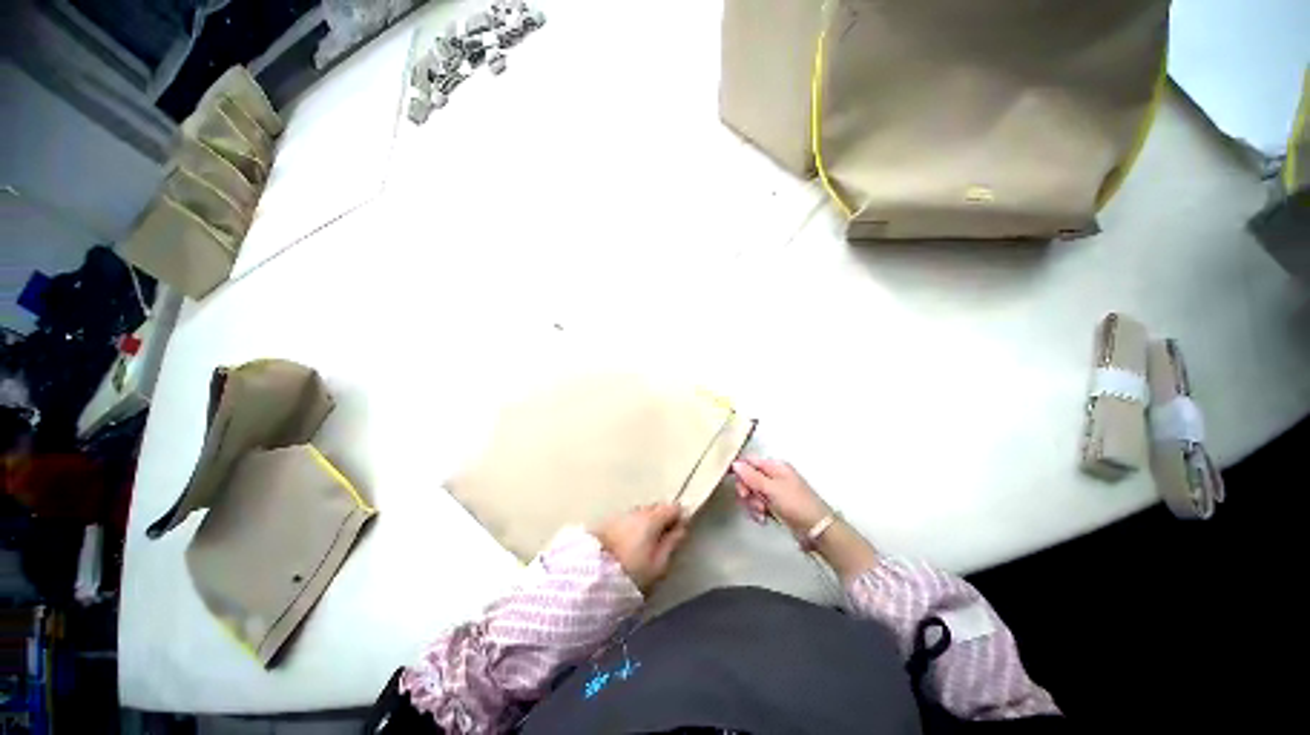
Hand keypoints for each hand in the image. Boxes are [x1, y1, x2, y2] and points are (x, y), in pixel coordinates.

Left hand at [594, 503, 689, 591]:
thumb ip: (672, 543)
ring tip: (646, 542)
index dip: (679, 517)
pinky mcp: (609, 521)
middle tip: (664, 538)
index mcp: (653, 518)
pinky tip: (630, 541)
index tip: (680, 531)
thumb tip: (681, 528)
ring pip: (641, 512)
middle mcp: (638, 511)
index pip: (673, 507)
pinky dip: (633, 525)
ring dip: (647, 521)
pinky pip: (628, 519)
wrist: (592, 575)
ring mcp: (622, 514)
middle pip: (657, 507)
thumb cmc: (631, 572)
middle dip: (663, 517)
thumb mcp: (658, 564)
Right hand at [731, 457, 830, 534]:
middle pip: (747, 478)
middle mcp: (773, 476)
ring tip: (761, 513)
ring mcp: (774, 491)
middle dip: (747, 491)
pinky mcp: (774, 505)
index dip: (739, 471)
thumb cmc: (796, 505)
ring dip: (752, 504)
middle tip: (750, 500)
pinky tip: (763, 519)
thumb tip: (735, 463)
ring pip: (751, 493)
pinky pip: (757, 504)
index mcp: (774, 466)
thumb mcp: (772, 489)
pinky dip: (757, 512)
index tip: (736, 484)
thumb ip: (752, 476)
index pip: (749, 461)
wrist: (817, 530)